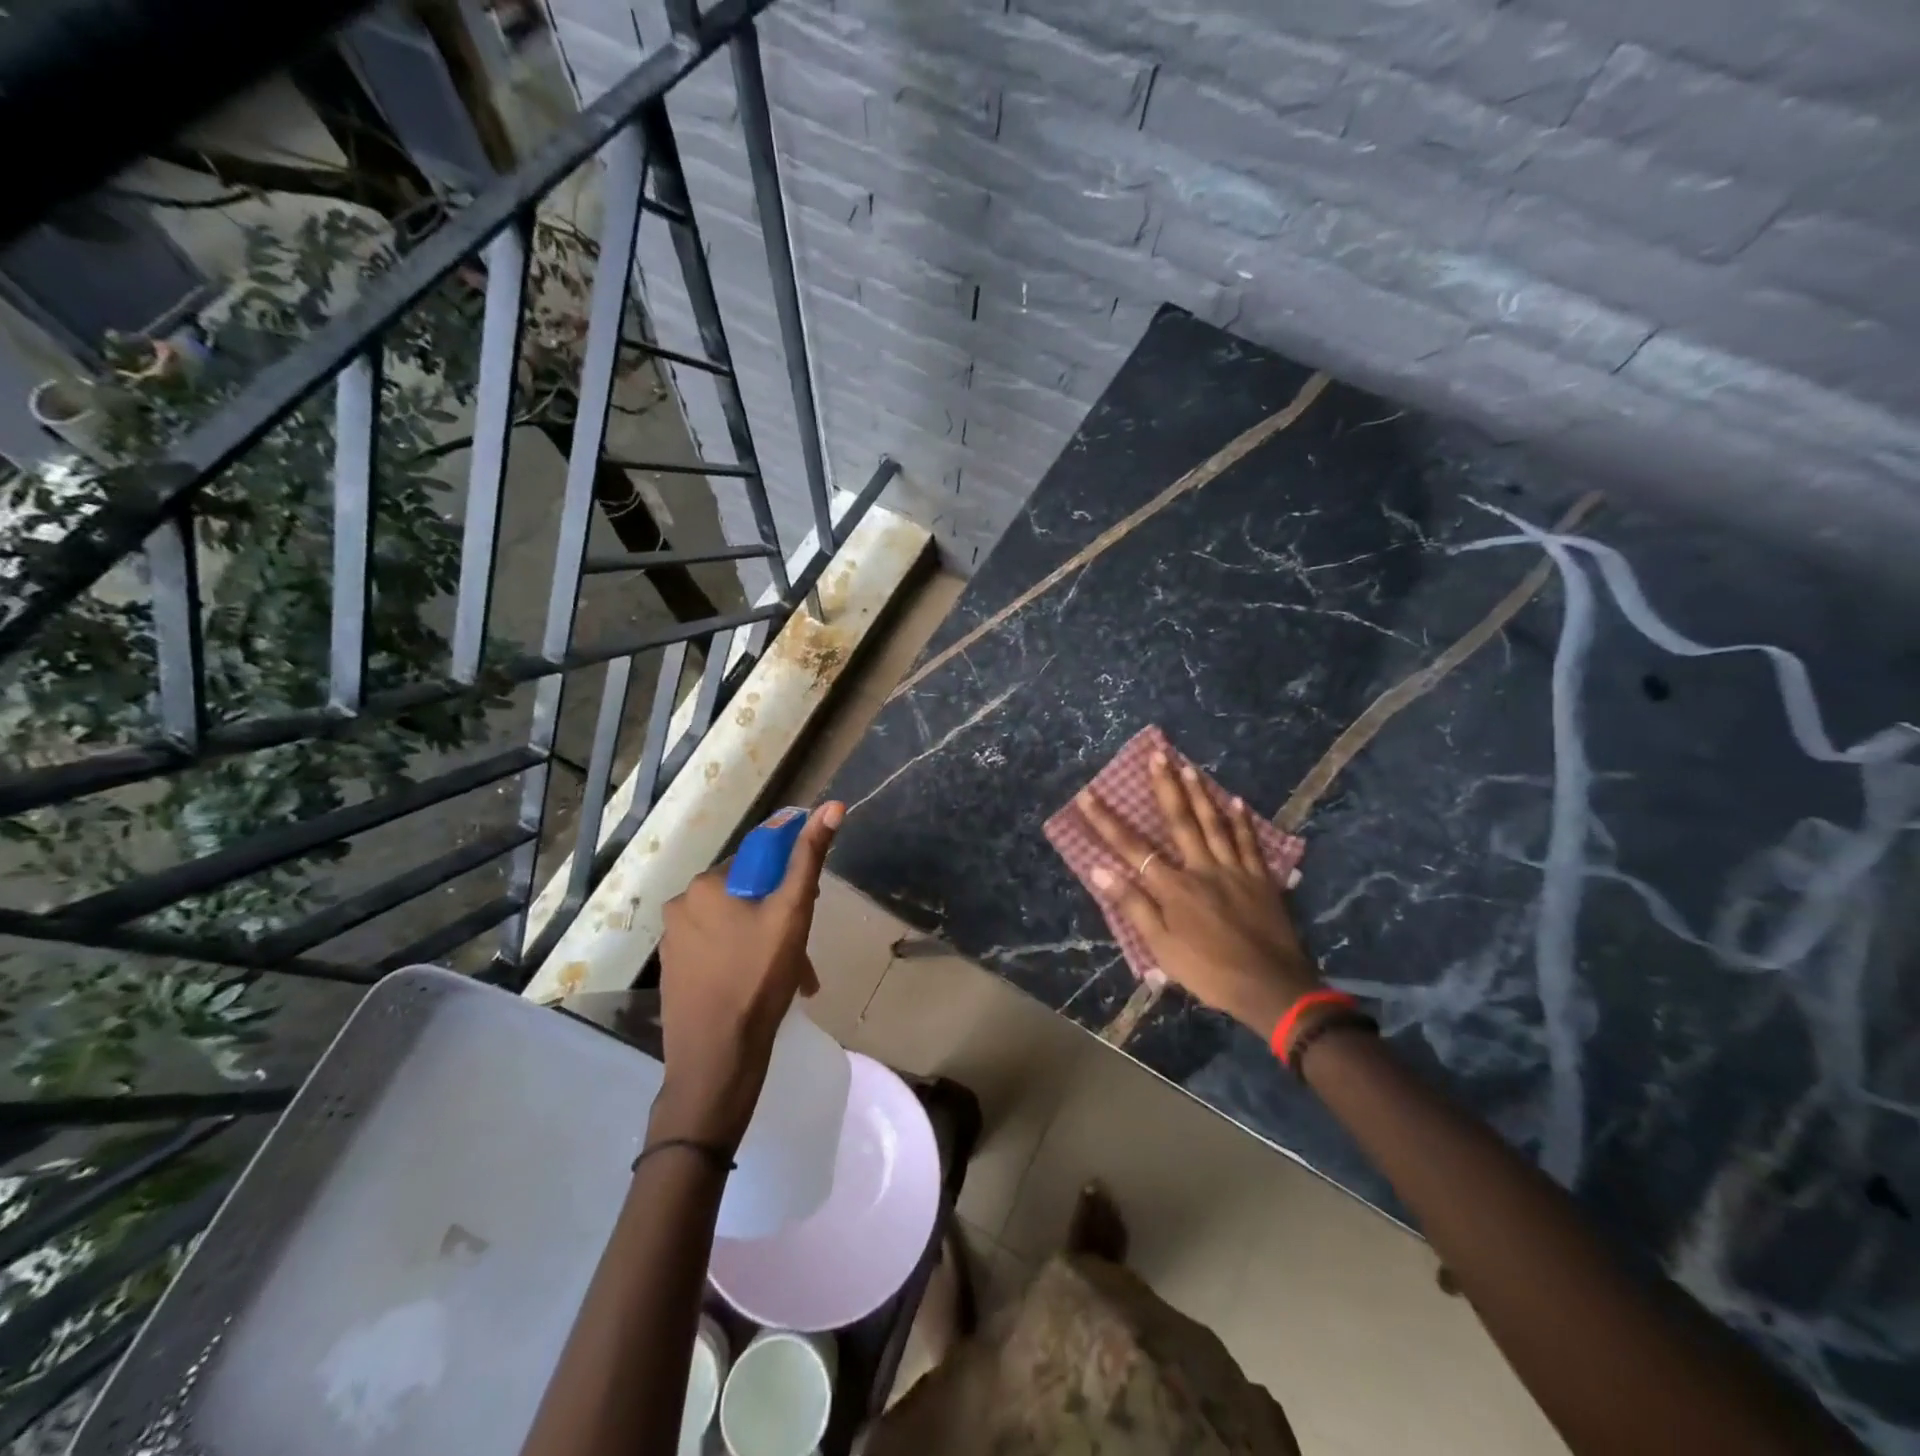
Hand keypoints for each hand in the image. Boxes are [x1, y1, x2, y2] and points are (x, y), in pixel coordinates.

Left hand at [650, 802, 843, 1151]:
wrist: (716, 1060)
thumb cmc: (757, 979)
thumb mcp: (793, 913)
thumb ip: (809, 857)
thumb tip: (833, 805)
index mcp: (706, 885)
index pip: (759, 858)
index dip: (791, 875)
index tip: (811, 903)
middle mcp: (682, 905)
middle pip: (748, 893)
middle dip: (780, 914)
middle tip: (804, 947)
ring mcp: (674, 942)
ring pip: (735, 924)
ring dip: (766, 940)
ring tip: (794, 976)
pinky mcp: (675, 972)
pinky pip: (718, 950)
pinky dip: (744, 959)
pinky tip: (766, 986)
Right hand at [1073, 752, 1317, 1036]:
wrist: (1271, 988)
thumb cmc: (1209, 971)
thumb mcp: (1162, 947)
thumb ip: (1133, 905)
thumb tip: (1100, 869)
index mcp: (1174, 888)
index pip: (1132, 848)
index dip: (1107, 821)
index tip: (1088, 795)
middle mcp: (1202, 869)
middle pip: (1180, 821)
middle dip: (1165, 786)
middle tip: (1157, 753)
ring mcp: (1235, 870)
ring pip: (1215, 824)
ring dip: (1200, 793)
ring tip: (1188, 765)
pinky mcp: (1261, 879)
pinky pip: (1249, 843)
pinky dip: (1241, 821)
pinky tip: (1236, 801)